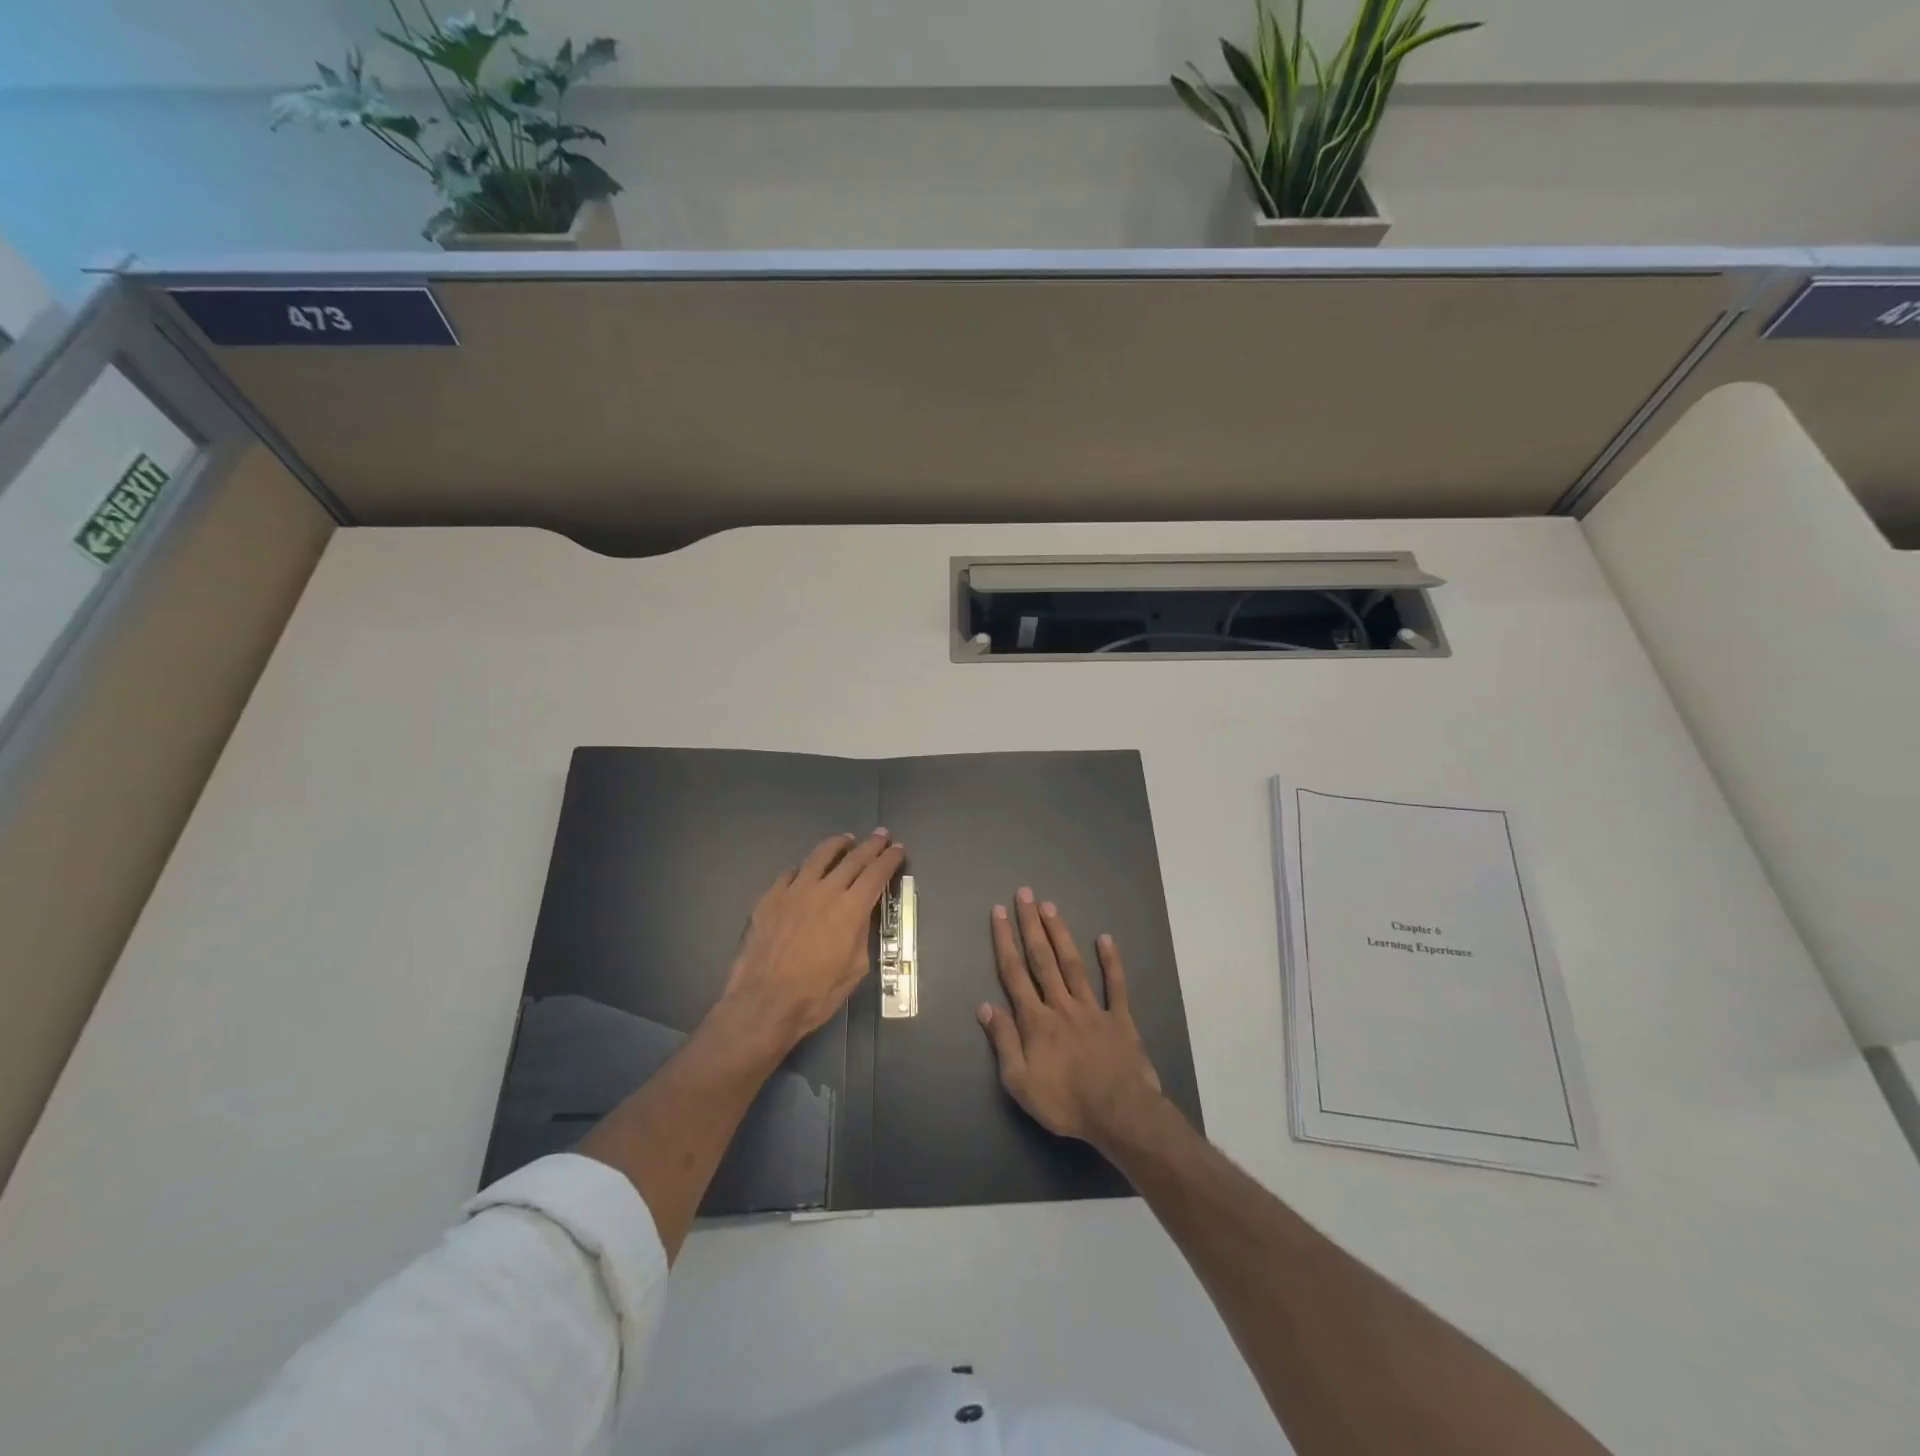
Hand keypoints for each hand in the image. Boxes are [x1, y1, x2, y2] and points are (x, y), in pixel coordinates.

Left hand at [718, 829, 904, 1053]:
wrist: (764, 1002)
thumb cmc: (816, 994)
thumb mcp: (855, 968)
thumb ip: (861, 934)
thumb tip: (861, 916)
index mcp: (850, 909)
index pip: (876, 873)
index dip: (890, 859)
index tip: (898, 849)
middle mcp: (825, 890)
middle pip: (853, 858)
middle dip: (871, 845)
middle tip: (881, 835)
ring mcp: (794, 891)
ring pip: (819, 856)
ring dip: (837, 845)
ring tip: (846, 840)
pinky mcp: (770, 897)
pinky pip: (790, 873)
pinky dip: (804, 867)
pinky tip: (806, 869)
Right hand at [978, 888, 1162, 1145]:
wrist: (1119, 1114)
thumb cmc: (1065, 1102)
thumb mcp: (1019, 1083)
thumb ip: (1003, 1041)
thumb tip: (985, 1006)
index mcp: (1035, 1021)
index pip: (1014, 974)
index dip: (1004, 941)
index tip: (999, 913)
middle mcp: (1061, 1005)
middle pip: (1042, 959)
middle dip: (1031, 925)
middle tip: (1025, 894)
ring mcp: (1092, 1008)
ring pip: (1072, 964)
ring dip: (1060, 933)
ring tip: (1050, 906)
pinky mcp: (1120, 1018)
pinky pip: (1115, 985)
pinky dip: (1111, 961)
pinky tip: (1105, 939)